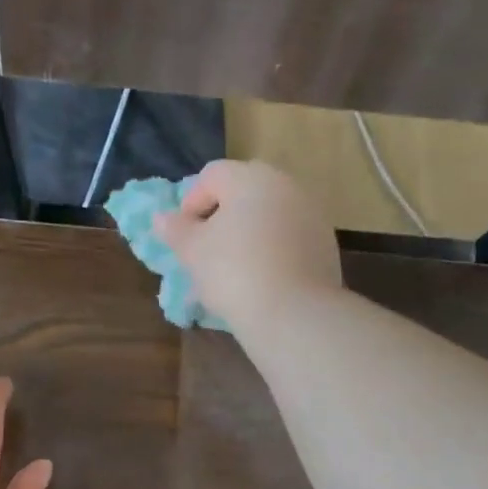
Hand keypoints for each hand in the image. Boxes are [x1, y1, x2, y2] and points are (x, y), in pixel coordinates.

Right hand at [154, 160, 341, 332]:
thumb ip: (175, 230)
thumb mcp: (193, 252)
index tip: (183, 237)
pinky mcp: (325, 245)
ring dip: (248, 235)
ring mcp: (311, 214)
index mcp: (250, 178)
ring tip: (234, 271)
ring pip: (269, 217)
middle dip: (222, 218)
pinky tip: (261, 281)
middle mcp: (285, 186)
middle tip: (207, 252)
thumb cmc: (233, 273)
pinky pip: (289, 240)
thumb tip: (162, 218)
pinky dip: (272, 252)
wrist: (292, 313)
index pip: (212, 175)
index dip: (191, 203)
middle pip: (245, 193)